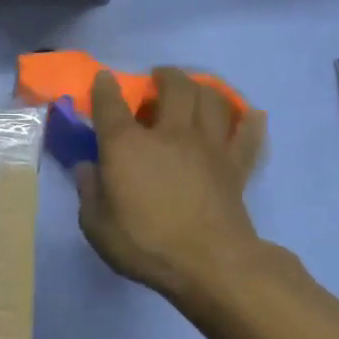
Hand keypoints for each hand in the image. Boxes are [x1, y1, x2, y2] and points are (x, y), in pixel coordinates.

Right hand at [76, 68, 268, 309]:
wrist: (209, 262)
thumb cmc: (144, 243)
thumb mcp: (96, 225)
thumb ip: (90, 192)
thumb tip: (88, 168)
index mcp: (127, 146)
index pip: (111, 106)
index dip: (105, 88)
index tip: (103, 78)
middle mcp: (169, 134)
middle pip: (175, 88)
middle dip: (165, 76)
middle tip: (159, 77)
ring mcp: (208, 146)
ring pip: (212, 100)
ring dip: (203, 88)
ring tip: (195, 89)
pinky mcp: (236, 165)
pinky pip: (247, 134)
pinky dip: (249, 121)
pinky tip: (250, 115)